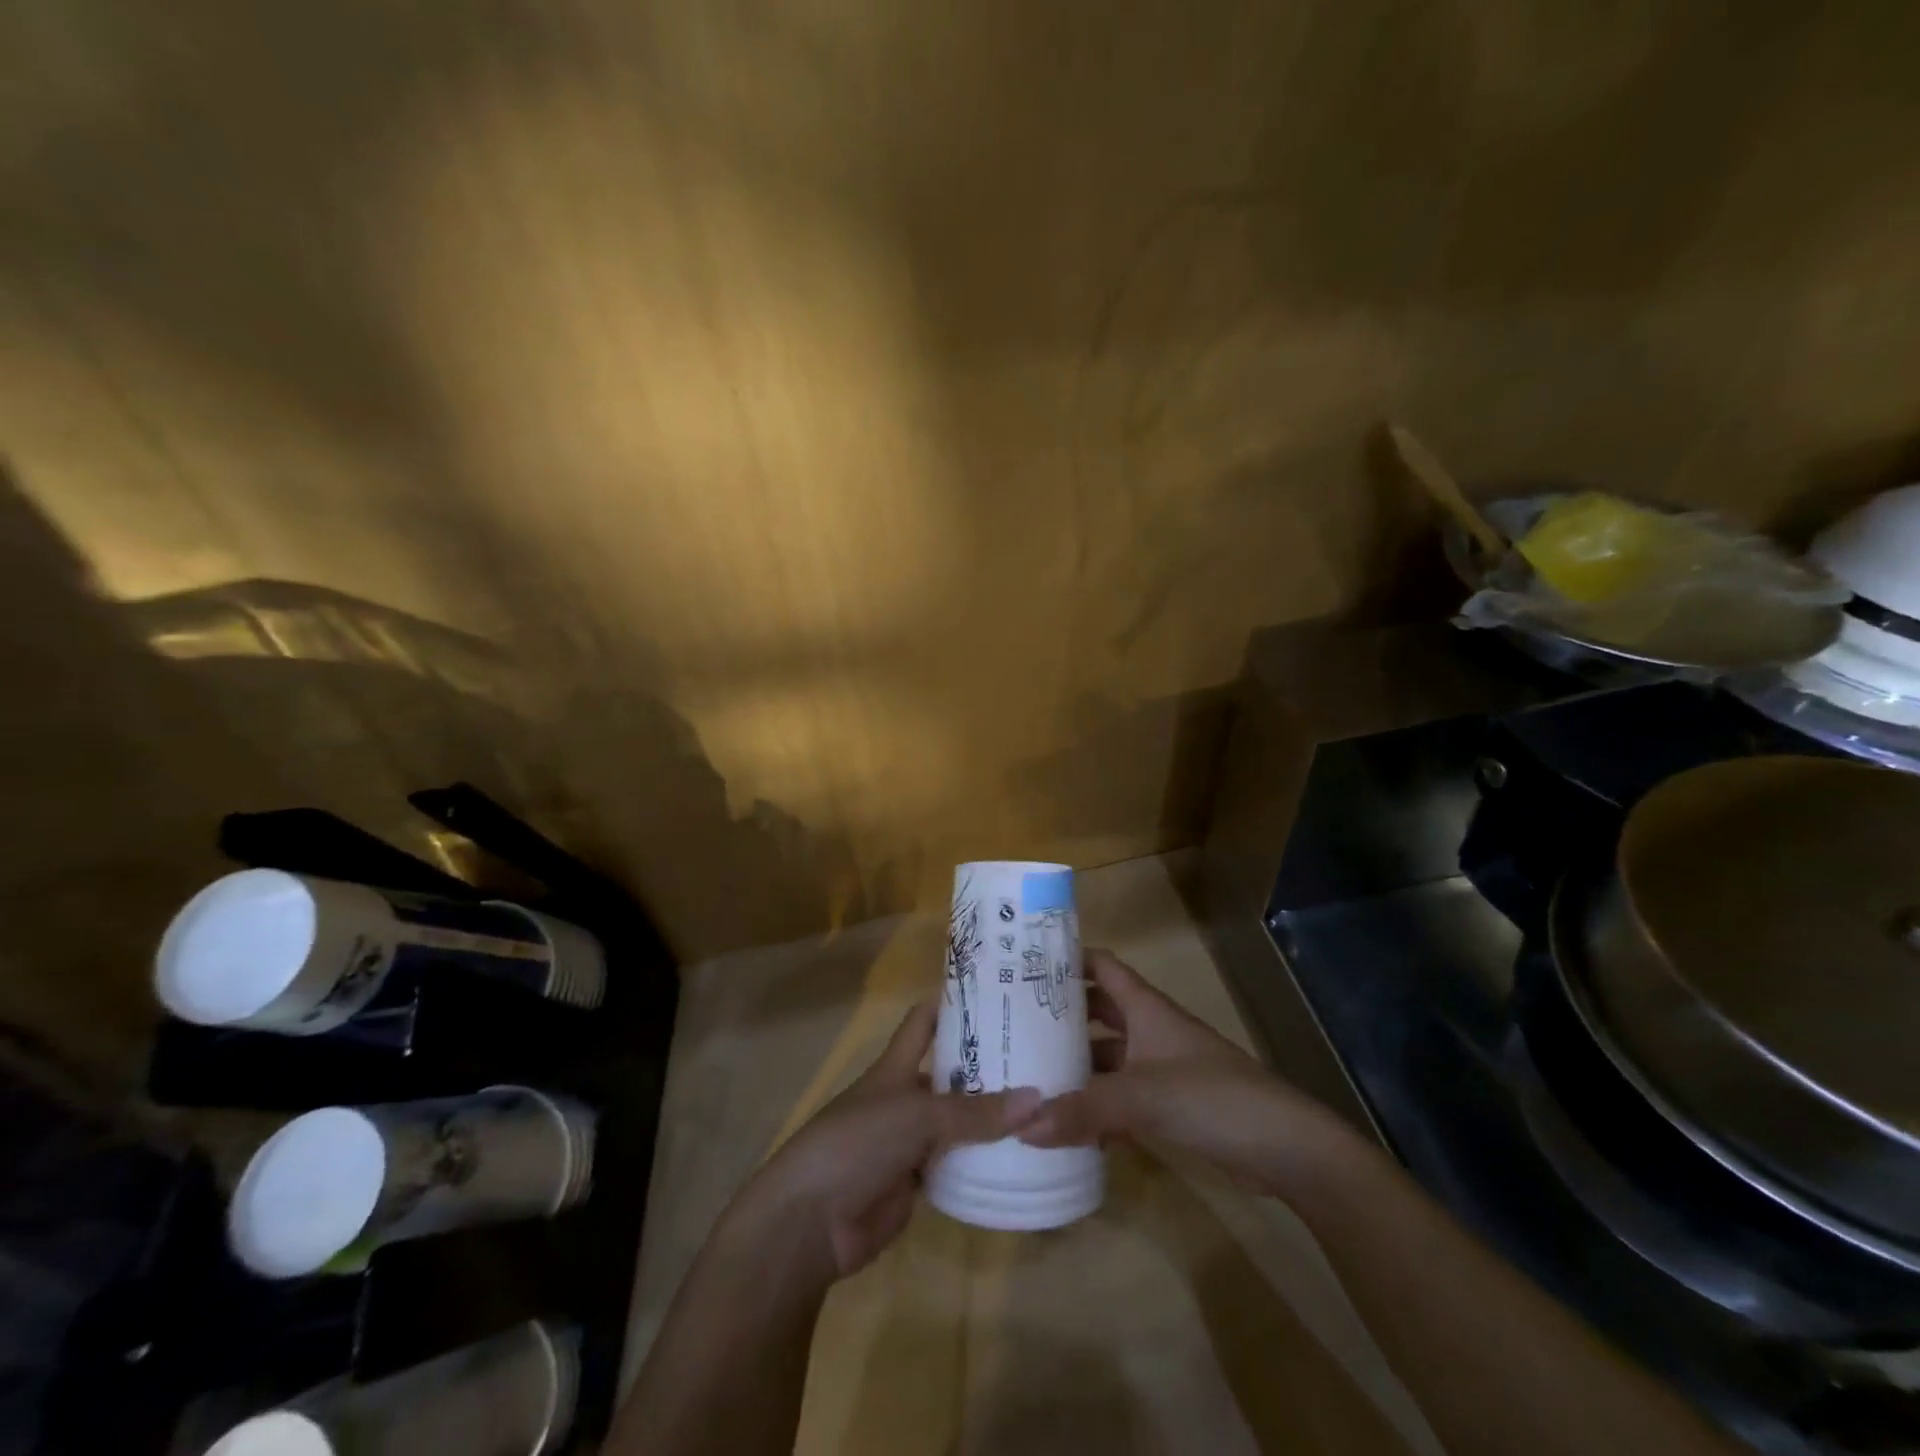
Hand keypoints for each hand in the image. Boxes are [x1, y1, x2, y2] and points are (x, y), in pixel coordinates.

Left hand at [725, 1001, 1040, 1286]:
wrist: (810, 1221)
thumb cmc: (856, 1143)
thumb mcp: (916, 1116)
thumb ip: (974, 1112)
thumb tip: (1038, 1100)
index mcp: (896, 1066)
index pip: (924, 1021)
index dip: (953, 1003)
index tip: (997, 993)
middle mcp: (905, 1097)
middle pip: (950, 1073)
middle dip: (988, 1065)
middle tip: (1042, 1057)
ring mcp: (909, 1141)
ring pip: (957, 1122)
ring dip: (990, 1118)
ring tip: (1044, 1106)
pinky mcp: (916, 1183)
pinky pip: (956, 1166)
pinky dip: (982, 1162)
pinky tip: (1021, 1158)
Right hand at [1019, 948, 1352, 1191]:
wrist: (1282, 1145)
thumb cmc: (1211, 1097)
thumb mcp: (1141, 1097)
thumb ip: (1083, 1109)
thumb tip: (1021, 1125)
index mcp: (1145, 1007)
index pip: (1101, 966)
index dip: (1068, 958)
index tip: (1025, 963)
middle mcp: (1149, 1028)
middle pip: (1098, 1010)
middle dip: (1060, 1014)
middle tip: (1012, 1021)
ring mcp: (1159, 1066)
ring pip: (1107, 1054)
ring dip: (1075, 1061)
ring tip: (1028, 1070)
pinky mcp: (1167, 1102)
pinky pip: (1120, 1092)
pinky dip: (1095, 1100)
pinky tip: (1066, 1120)